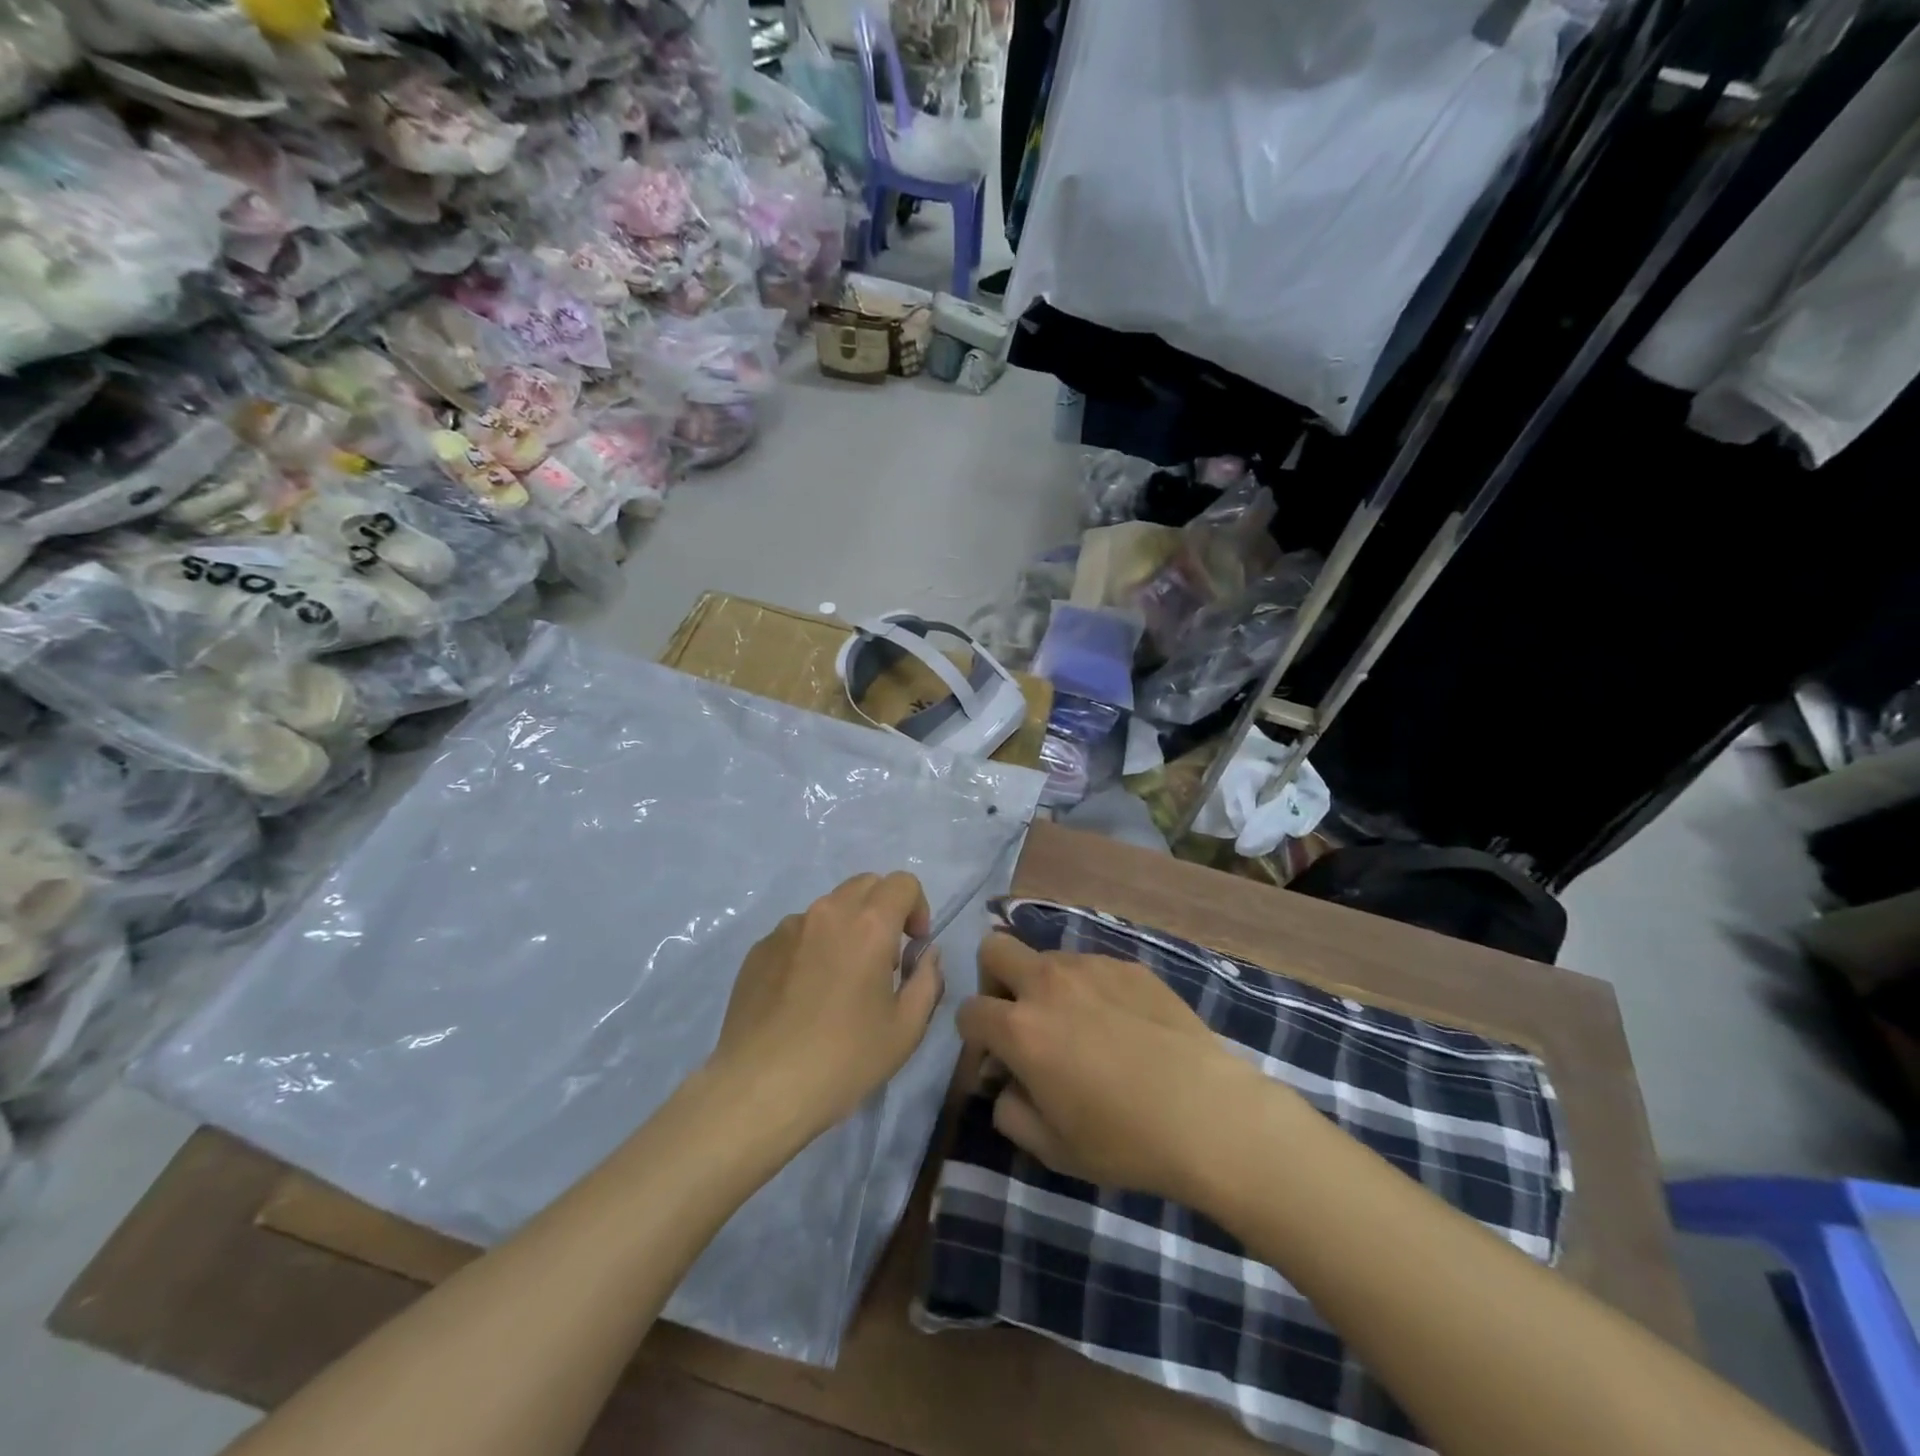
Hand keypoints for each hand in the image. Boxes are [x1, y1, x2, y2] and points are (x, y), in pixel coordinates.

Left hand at [709, 872, 943, 1140]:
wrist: (760, 1089)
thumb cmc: (844, 1059)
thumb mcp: (906, 1029)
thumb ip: (927, 980)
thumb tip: (925, 954)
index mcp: (868, 924)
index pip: (903, 883)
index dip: (917, 907)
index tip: (913, 947)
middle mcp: (826, 913)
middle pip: (865, 885)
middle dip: (883, 910)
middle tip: (883, 959)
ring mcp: (787, 929)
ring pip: (828, 909)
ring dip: (845, 929)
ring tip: (840, 981)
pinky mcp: (759, 950)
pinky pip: (796, 934)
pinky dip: (812, 949)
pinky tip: (804, 997)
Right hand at [956, 934, 1269, 1200]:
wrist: (1208, 1113)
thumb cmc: (1124, 1140)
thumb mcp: (1053, 1148)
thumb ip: (1010, 1112)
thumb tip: (1004, 1083)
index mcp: (1020, 1028)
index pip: (968, 1011)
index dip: (974, 1038)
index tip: (997, 1061)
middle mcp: (1048, 983)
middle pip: (995, 950)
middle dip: (994, 981)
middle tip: (1020, 1019)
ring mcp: (1091, 967)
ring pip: (1047, 958)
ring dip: (1046, 986)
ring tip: (1082, 1027)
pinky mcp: (1129, 966)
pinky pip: (1092, 967)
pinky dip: (1090, 989)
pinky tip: (1122, 1025)